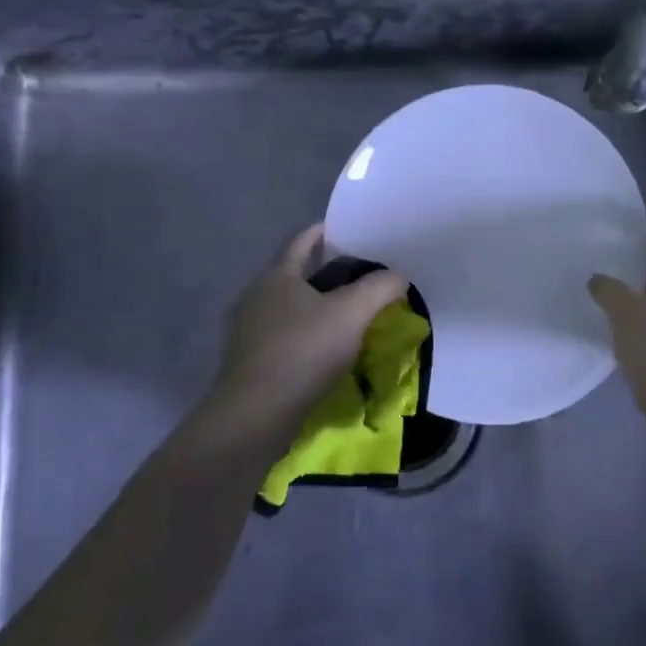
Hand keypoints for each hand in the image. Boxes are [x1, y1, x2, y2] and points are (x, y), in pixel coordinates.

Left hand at [205, 223, 408, 437]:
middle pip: (295, 271)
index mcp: (277, 274)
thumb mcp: (352, 314)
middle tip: (361, 274)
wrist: (254, 415)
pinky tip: (325, 346)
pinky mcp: (248, 359)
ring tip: (348, 312)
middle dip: (327, 270)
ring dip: (316, 304)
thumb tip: (397, 275)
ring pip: (288, 305)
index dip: (327, 230)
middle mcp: (256, 294)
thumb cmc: (303, 351)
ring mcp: (247, 328)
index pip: (302, 238)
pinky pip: (282, 333)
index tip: (352, 231)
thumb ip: (379, 288)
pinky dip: (305, 331)